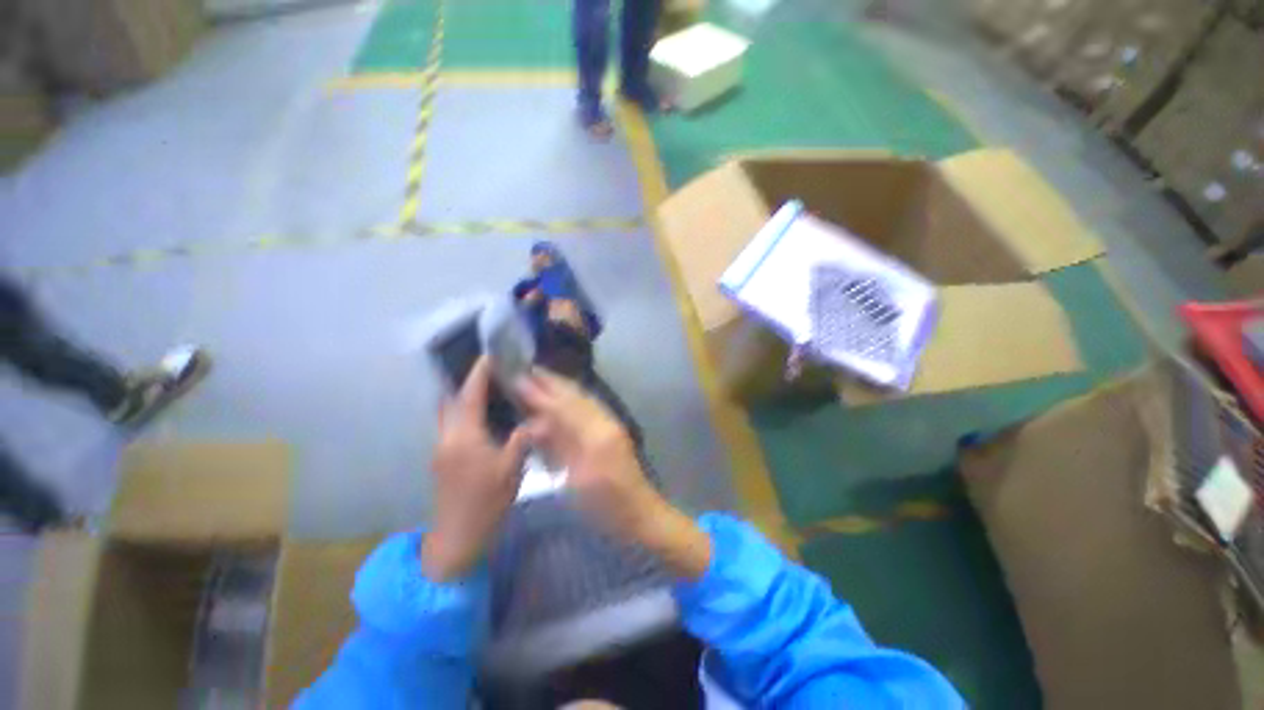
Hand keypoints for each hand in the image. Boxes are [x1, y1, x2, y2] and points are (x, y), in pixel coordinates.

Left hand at [422, 357, 529, 581]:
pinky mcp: (442, 459)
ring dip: (463, 397)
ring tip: (488, 389)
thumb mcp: (511, 469)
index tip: (489, 356)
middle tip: (490, 372)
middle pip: (450, 400)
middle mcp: (447, 437)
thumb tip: (537, 418)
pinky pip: (450, 425)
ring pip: (447, 413)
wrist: (457, 538)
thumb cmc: (486, 502)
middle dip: (466, 382)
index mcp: (464, 436)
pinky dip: (463, 413)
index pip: (469, 395)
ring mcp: (441, 448)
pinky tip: (484, 418)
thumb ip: (522, 438)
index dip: (478, 373)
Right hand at [517, 370, 711, 578]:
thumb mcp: (576, 483)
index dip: (540, 392)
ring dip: (562, 386)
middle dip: (551, 382)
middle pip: (575, 396)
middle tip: (527, 369)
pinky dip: (573, 397)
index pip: (563, 406)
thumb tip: (536, 424)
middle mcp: (605, 422)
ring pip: (583, 398)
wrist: (641, 515)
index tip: (518, 377)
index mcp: (595, 435)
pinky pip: (590, 406)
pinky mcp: (613, 430)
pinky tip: (562, 396)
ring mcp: (611, 424)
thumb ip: (558, 449)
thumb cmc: (607, 507)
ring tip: (540, 377)